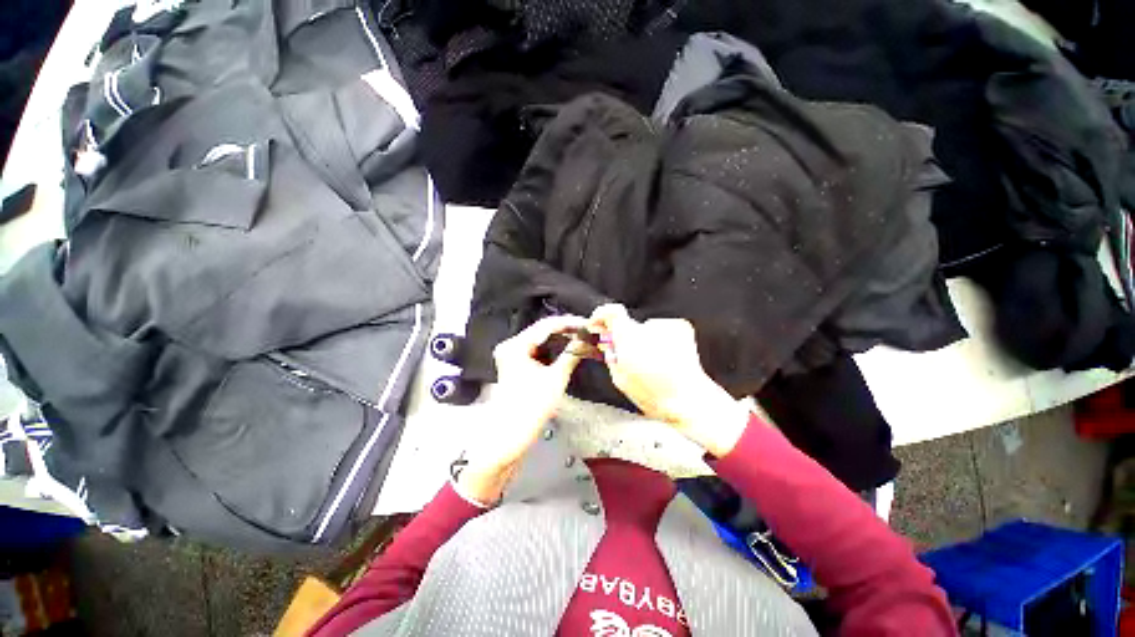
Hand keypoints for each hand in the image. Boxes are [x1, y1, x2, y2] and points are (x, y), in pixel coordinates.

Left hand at [457, 315, 586, 503]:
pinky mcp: (515, 364)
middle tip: (586, 331)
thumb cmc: (532, 406)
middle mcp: (511, 345)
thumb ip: (571, 355)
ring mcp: (512, 354)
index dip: (569, 323)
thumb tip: (585, 340)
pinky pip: (537, 350)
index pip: (546, 325)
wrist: (510, 434)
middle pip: (542, 331)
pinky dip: (552, 349)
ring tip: (580, 338)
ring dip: (560, 339)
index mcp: (516, 345)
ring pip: (540, 340)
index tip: (587, 323)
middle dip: (565, 331)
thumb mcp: (556, 378)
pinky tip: (566, 348)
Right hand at [589, 304, 751, 456]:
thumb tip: (607, 343)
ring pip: (646, 329)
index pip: (611, 311)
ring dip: (645, 340)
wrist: (688, 399)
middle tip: (628, 355)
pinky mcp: (681, 327)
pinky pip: (663, 330)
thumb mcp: (620, 378)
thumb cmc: (653, 394)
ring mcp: (667, 325)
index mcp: (629, 337)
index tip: (598, 324)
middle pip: (629, 324)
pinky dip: (661, 340)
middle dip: (624, 336)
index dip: (601, 316)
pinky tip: (666, 358)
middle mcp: (647, 326)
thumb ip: (610, 355)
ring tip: (653, 362)